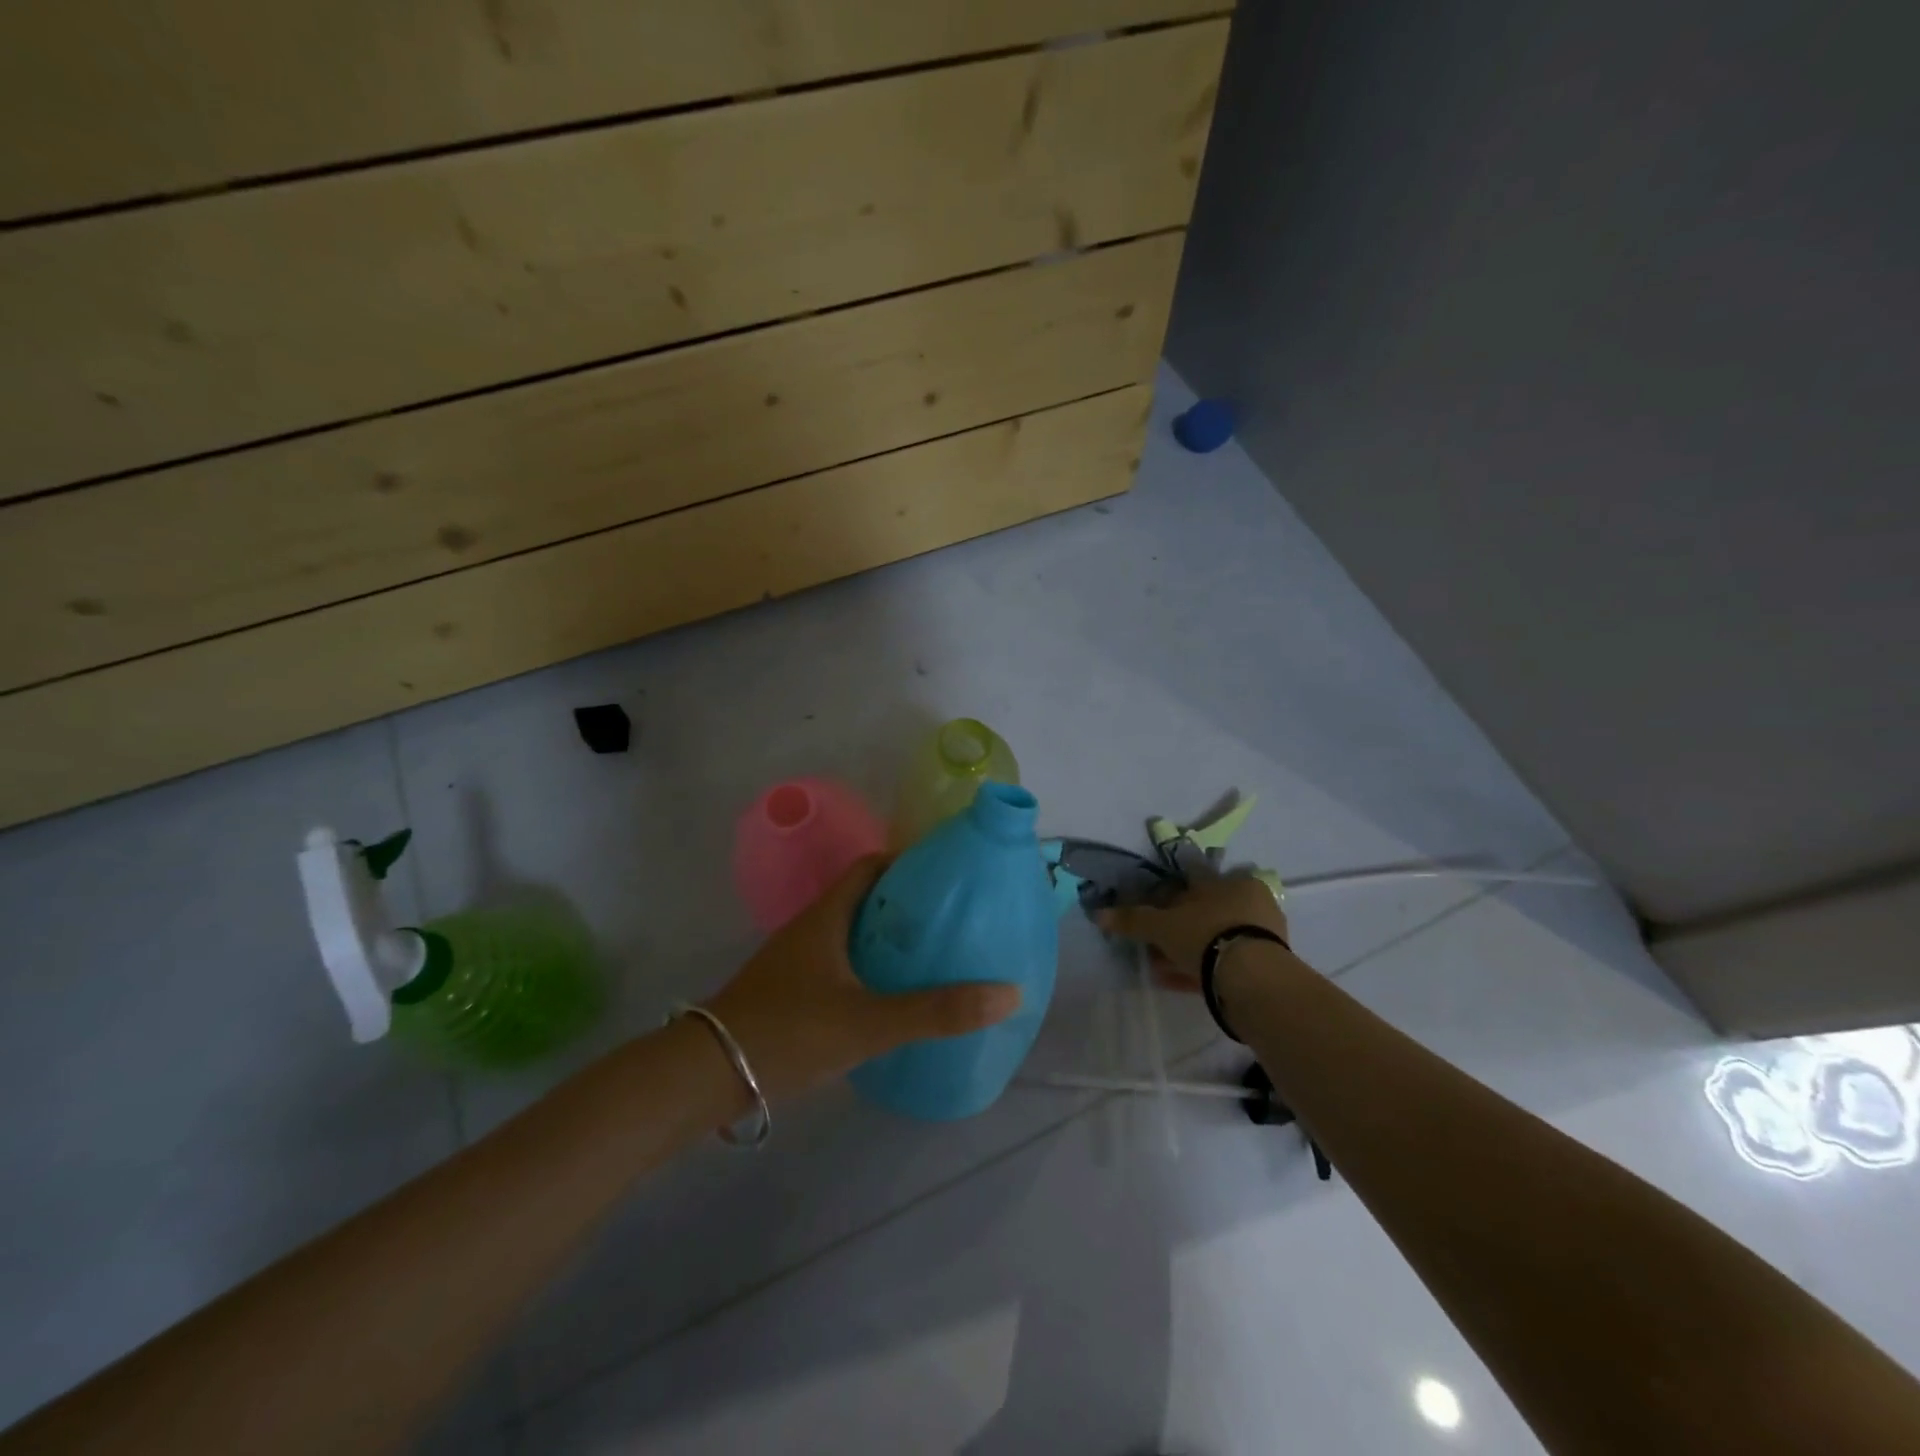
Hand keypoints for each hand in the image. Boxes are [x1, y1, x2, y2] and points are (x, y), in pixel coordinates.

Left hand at [706, 855, 1020, 1101]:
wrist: (705, 1075)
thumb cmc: (787, 1031)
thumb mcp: (867, 1022)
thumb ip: (935, 1011)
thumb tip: (1008, 993)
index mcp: (827, 916)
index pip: (871, 867)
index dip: (908, 862)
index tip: (947, 873)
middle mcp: (812, 928)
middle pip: (865, 899)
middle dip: (906, 904)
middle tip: (951, 918)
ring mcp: (797, 961)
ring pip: (852, 933)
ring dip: (887, 939)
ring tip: (931, 955)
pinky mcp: (791, 992)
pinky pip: (840, 964)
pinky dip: (869, 969)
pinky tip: (891, 996)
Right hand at [1095, 872, 1289, 991]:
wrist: (1254, 979)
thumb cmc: (1207, 935)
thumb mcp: (1162, 925)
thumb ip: (1133, 919)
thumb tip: (1098, 914)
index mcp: (1232, 882)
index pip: (1194, 881)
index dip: (1168, 895)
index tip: (1151, 908)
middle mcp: (1251, 902)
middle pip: (1203, 912)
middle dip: (1176, 927)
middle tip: (1152, 943)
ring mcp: (1261, 935)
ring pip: (1213, 939)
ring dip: (1185, 951)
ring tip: (1159, 968)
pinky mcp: (1265, 966)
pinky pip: (1224, 962)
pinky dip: (1200, 969)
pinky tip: (1177, 982)